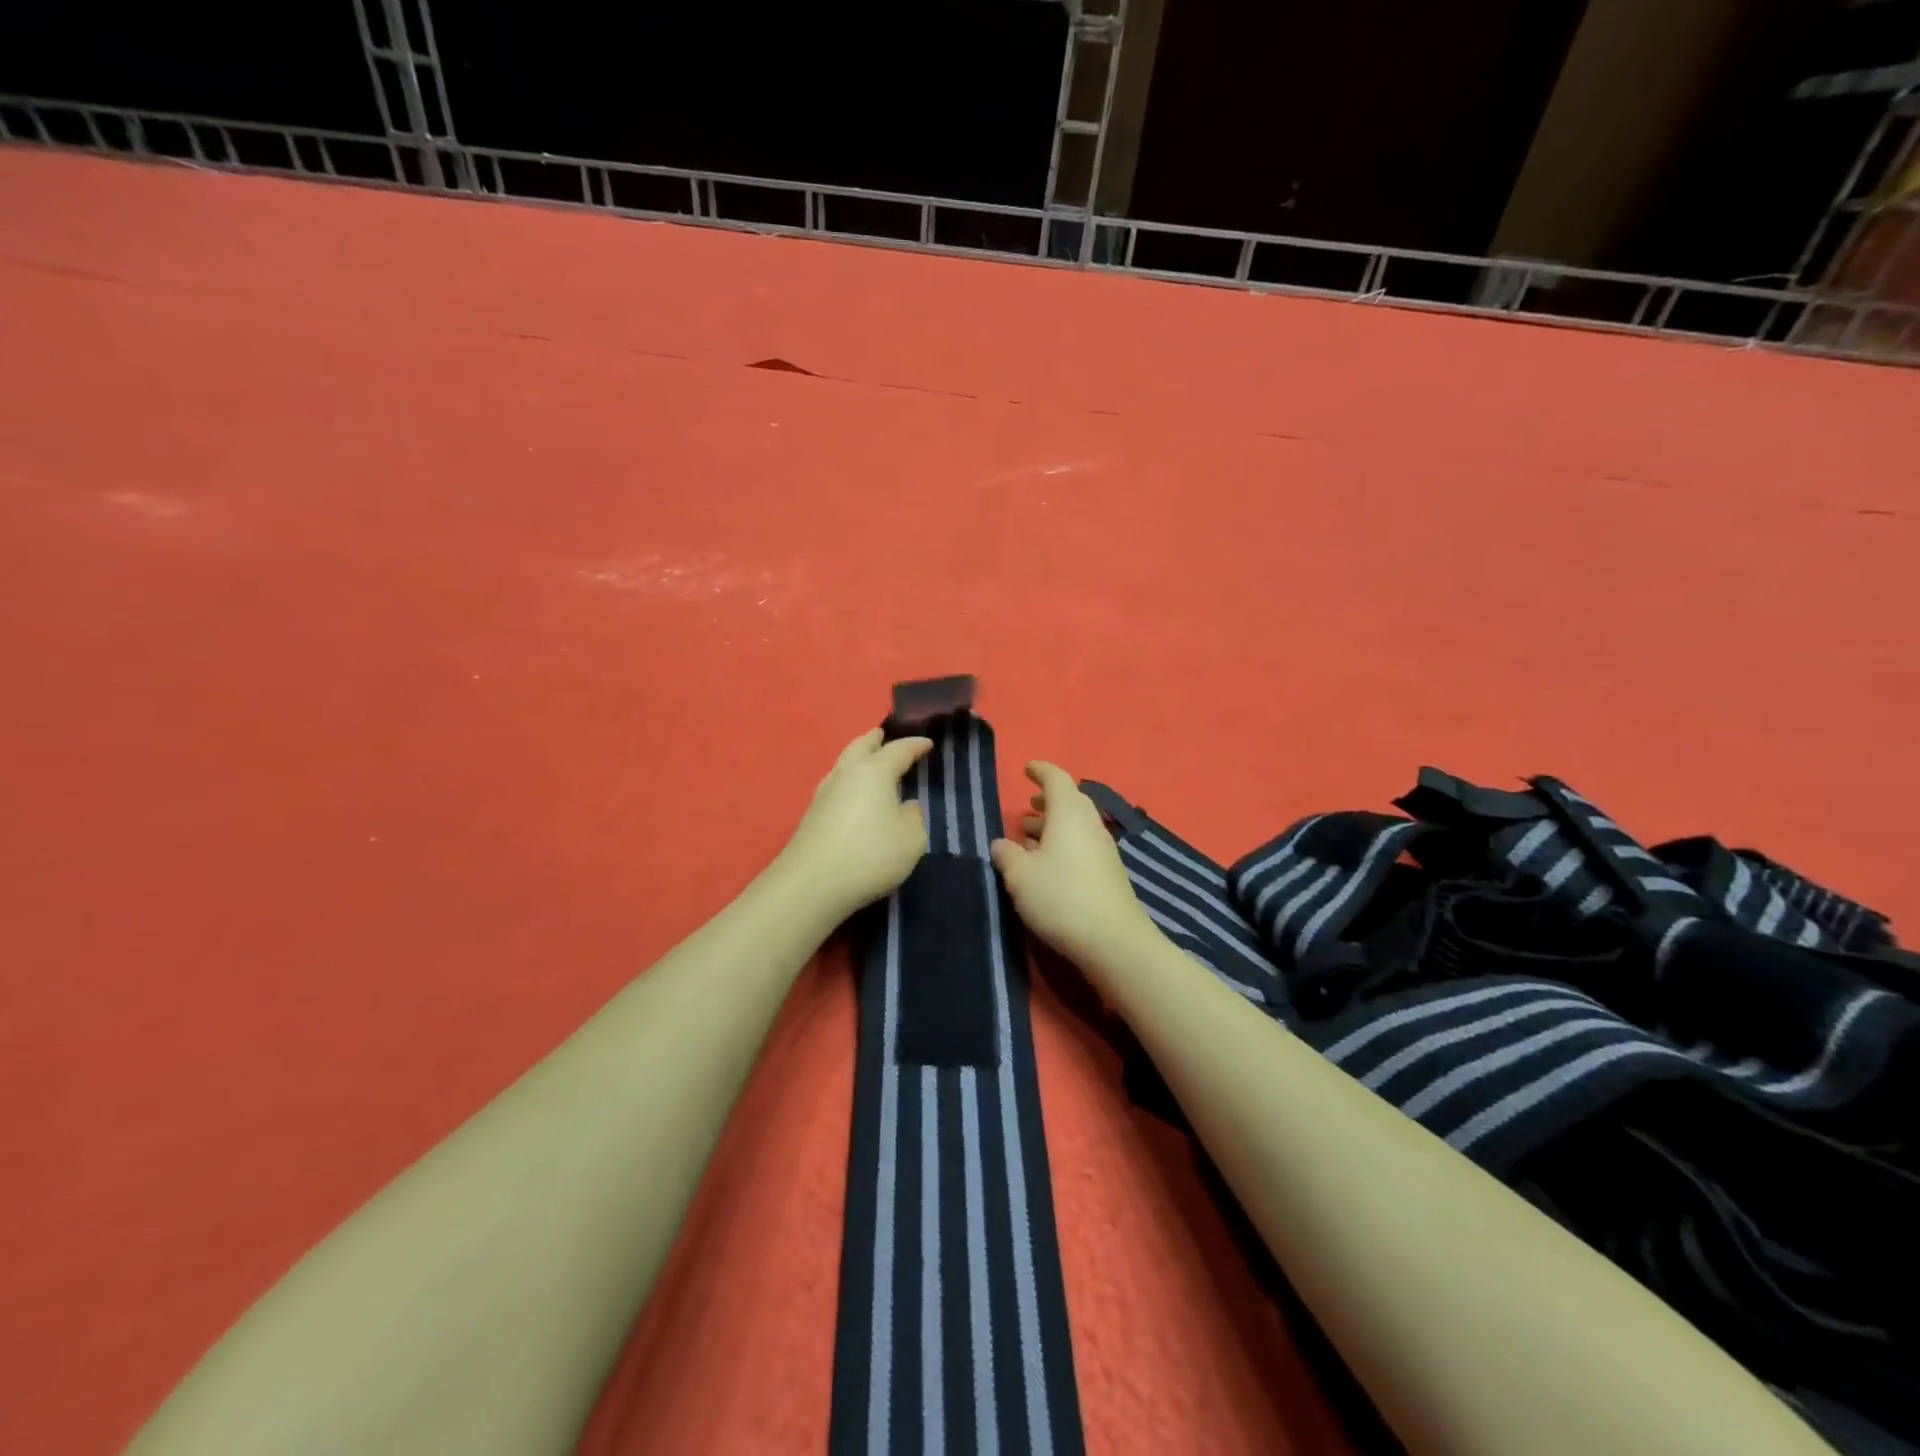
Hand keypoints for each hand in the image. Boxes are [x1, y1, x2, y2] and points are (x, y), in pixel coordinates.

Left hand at [777, 728, 934, 922]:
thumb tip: (906, 806)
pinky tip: (852, 794)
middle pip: (860, 746)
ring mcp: (823, 794)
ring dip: (857, 757)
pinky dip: (848, 781)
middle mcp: (846, 774)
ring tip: (868, 762)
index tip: (928, 743)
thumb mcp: (911, 839)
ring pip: (843, 764)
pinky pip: (835, 786)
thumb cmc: (870, 855)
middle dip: (874, 739)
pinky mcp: (811, 815)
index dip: (915, 745)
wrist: (812, 884)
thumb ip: (914, 818)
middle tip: (883, 734)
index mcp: (874, 772)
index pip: (898, 750)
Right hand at [990, 762, 1157, 974]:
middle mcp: (1090, 825)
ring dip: (1054, 825)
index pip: (1056, 779)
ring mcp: (1103, 849)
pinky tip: (1048, 865)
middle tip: (1028, 806)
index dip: (1041, 770)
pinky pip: (1083, 845)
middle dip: (1048, 800)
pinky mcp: (1109, 873)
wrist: (1113, 940)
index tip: (1027, 768)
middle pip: (1071, 801)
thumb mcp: (1020, 876)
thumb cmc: (1060, 897)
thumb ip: (1007, 854)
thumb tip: (1002, 843)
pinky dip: (1064, 844)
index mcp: (1068, 814)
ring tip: (1030, 837)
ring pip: (1077, 825)